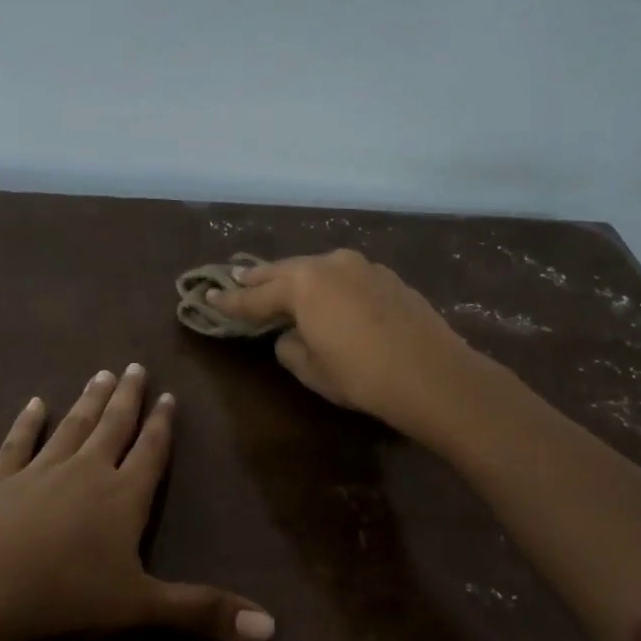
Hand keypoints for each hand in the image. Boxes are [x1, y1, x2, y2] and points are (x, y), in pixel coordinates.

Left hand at [0, 365, 274, 640]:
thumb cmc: (64, 596)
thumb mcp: (140, 607)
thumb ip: (202, 612)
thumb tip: (271, 628)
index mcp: (122, 497)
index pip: (150, 452)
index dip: (162, 425)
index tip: (168, 396)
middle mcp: (85, 472)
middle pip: (113, 427)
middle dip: (128, 399)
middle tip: (135, 366)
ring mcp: (37, 471)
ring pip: (71, 427)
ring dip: (88, 401)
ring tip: (101, 374)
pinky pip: (17, 443)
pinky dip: (27, 422)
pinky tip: (34, 403)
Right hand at [208, 249, 485, 438]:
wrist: (432, 375)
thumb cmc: (361, 375)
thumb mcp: (312, 369)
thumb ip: (290, 346)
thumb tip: (291, 335)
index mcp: (303, 284)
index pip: (255, 296)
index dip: (229, 302)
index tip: (207, 299)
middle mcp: (330, 264)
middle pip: (285, 271)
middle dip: (259, 279)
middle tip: (236, 280)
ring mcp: (363, 267)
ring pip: (318, 269)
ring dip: (297, 279)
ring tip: (280, 285)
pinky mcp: (388, 278)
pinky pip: (345, 277)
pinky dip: (329, 286)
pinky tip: (330, 297)